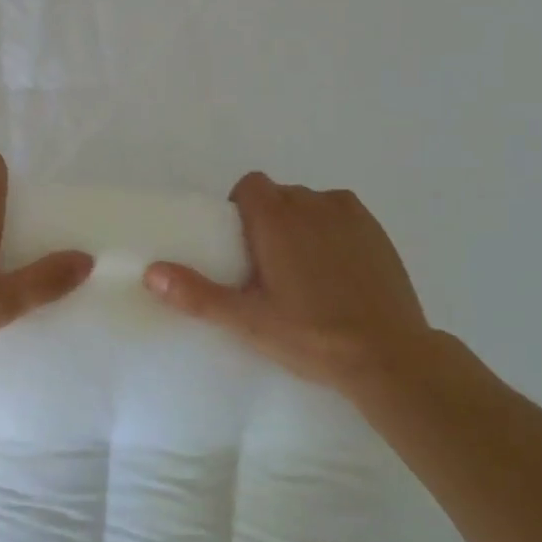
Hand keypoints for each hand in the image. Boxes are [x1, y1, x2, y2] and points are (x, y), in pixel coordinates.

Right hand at [143, 172, 432, 392]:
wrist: (390, 357)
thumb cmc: (311, 335)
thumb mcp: (247, 321)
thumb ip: (197, 294)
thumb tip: (151, 272)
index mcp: (278, 218)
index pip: (251, 185)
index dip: (240, 206)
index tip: (241, 245)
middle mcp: (313, 204)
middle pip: (280, 195)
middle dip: (269, 219)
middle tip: (267, 265)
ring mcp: (351, 216)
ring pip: (312, 204)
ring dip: (301, 223)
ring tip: (304, 270)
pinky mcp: (378, 233)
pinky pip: (342, 216)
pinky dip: (333, 231)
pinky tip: (336, 270)